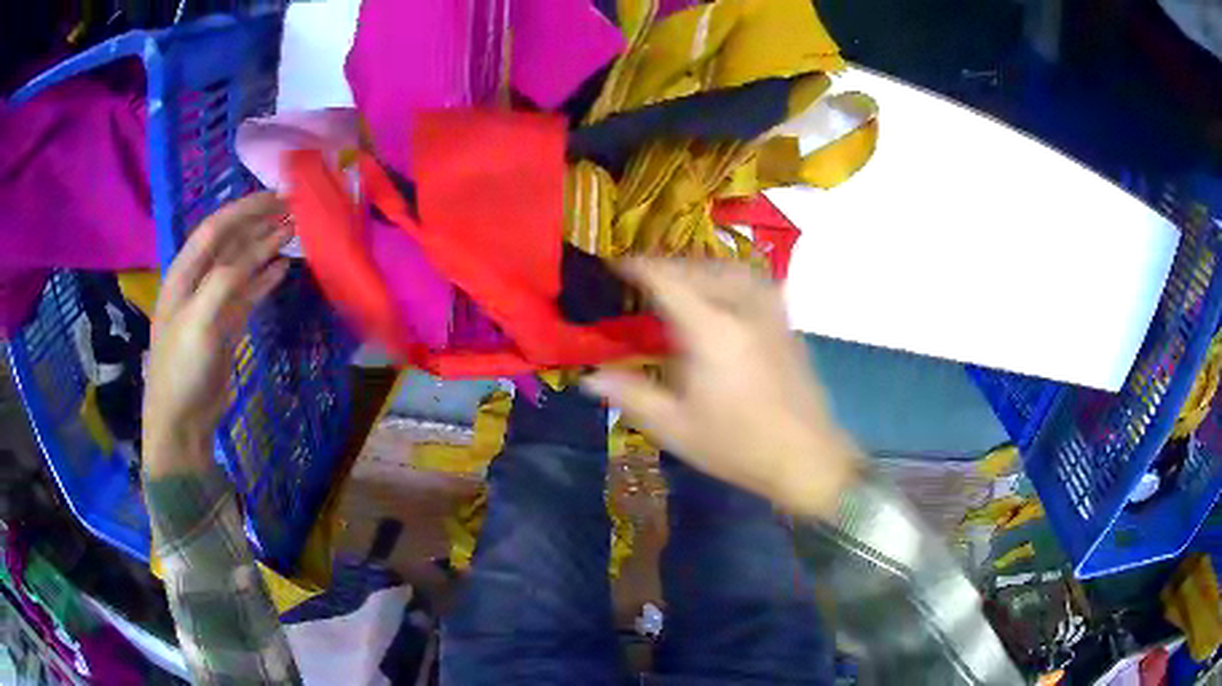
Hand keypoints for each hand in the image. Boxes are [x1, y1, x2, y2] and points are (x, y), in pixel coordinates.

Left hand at [142, 193, 291, 477]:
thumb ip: (224, 282)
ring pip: (242, 265)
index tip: (278, 197)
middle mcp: (198, 281)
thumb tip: (257, 255)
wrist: (182, 420)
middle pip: (231, 242)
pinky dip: (265, 279)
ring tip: (293, 232)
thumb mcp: (198, 321)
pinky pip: (248, 293)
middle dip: (259, 223)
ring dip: (265, 248)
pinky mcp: (226, 325)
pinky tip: (282, 268)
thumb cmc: (182, 368)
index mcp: (184, 273)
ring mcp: (212, 304)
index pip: (216, 228)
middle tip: (293, 210)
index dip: (245, 209)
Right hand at [582, 259, 860, 518]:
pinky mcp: (788, 326)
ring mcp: (771, 315)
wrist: (806, 457)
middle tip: (643, 277)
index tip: (616, 266)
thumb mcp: (675, 428)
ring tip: (683, 280)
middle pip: (701, 268)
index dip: (639, 267)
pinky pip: (756, 284)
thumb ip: (631, 396)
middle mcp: (743, 309)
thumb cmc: (736, 446)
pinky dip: (731, 278)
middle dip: (668, 266)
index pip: (668, 280)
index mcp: (711, 330)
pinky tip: (726, 298)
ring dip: (702, 267)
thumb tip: (591, 378)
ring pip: (733, 269)